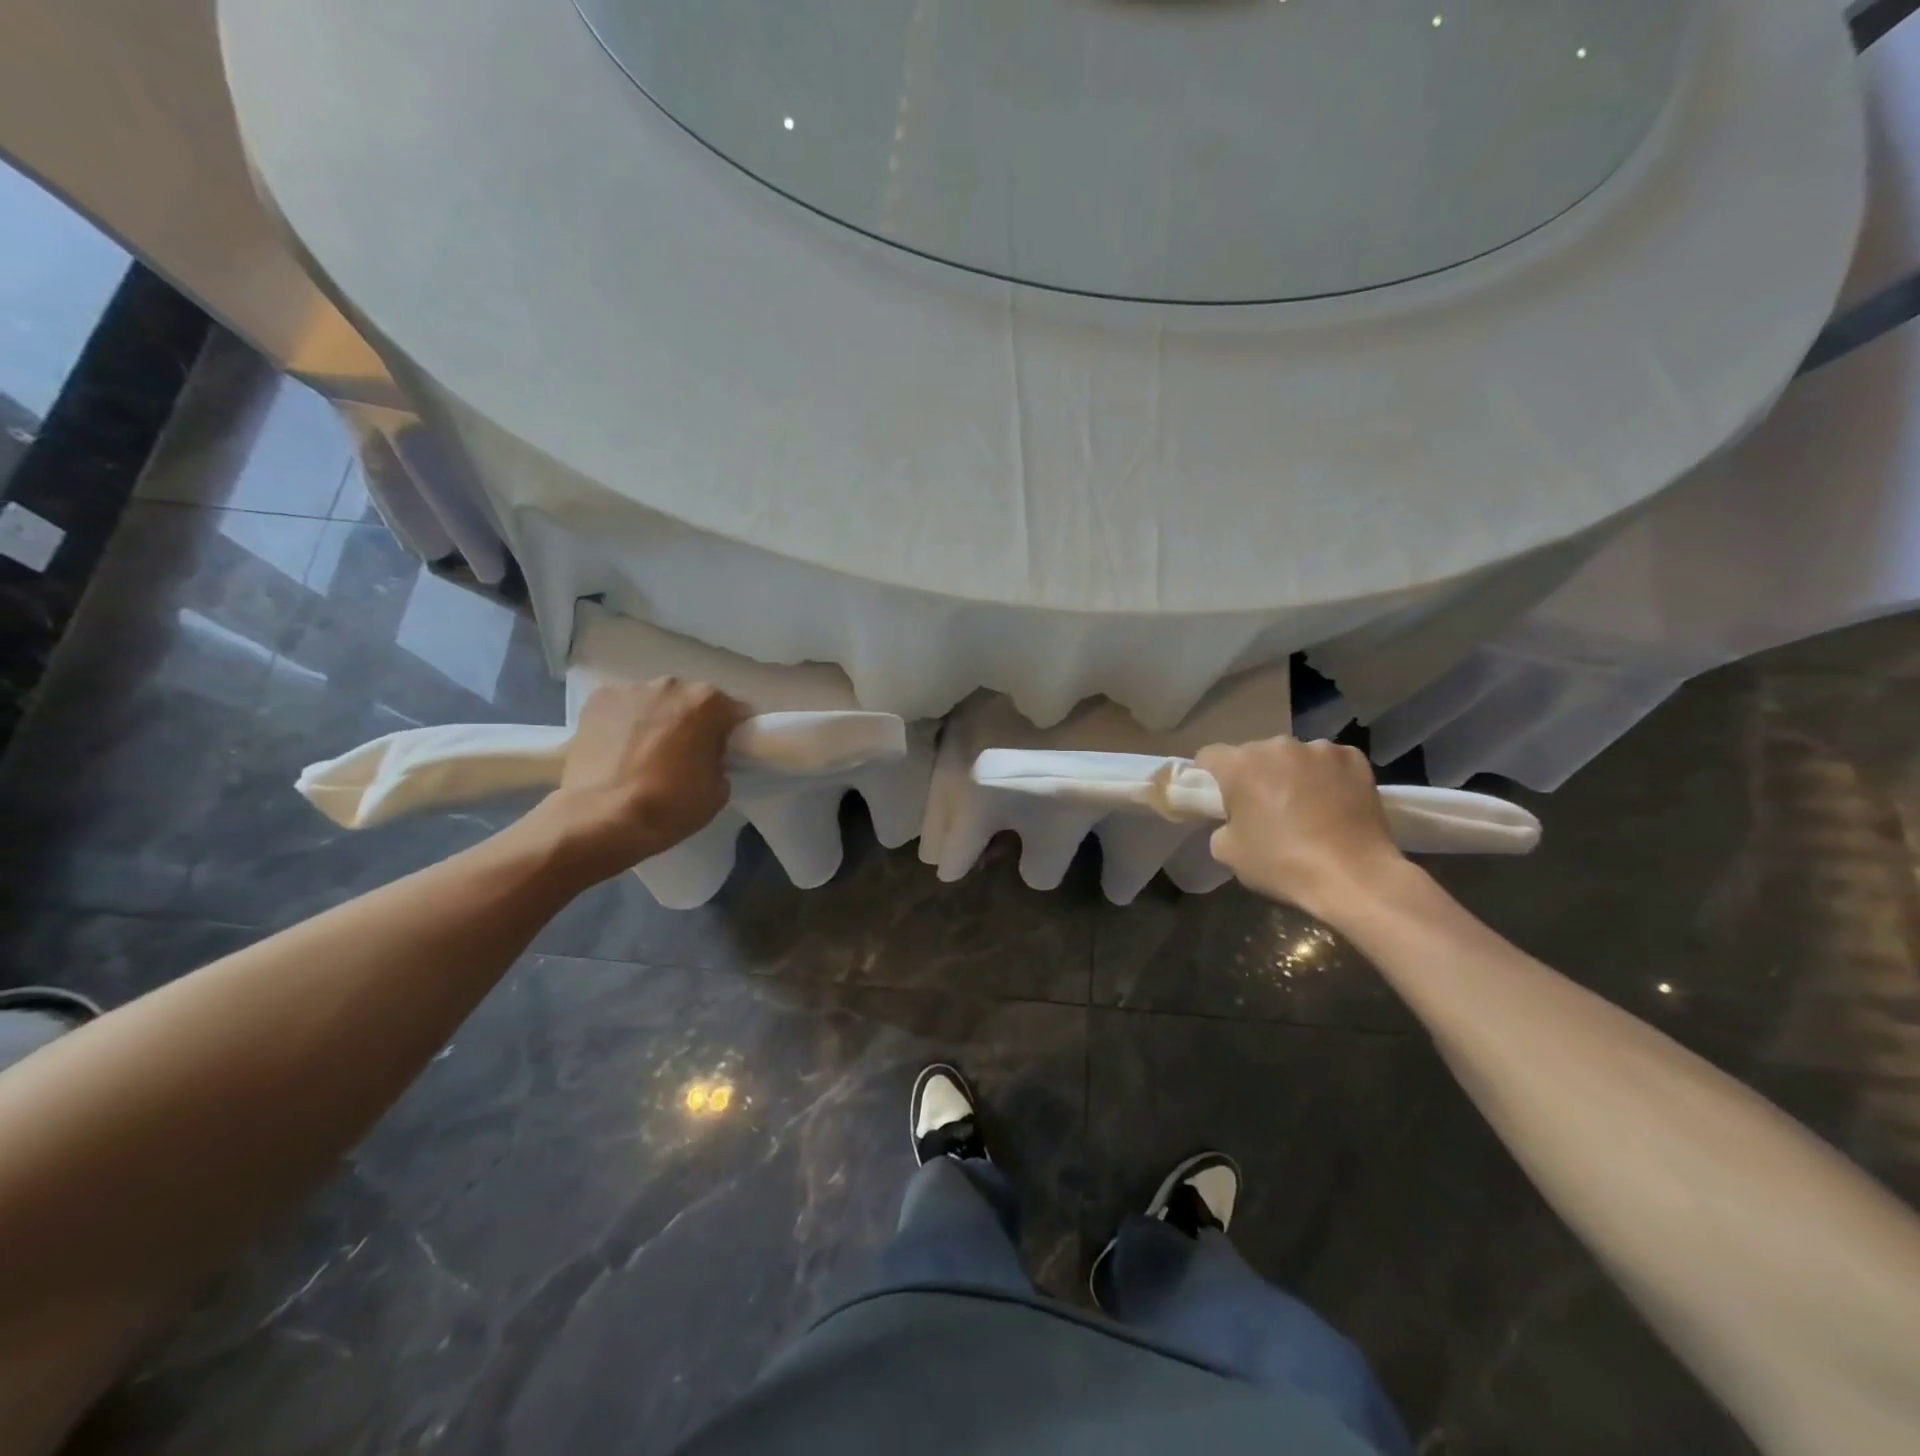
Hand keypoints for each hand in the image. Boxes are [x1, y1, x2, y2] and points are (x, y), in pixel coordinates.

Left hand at [532, 679, 746, 882]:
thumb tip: (708, 758)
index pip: (735, 713)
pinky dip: (625, 724)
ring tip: (646, 756)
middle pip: (693, 702)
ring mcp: (630, 690)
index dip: (735, 735)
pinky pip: (622, 709)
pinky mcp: (596, 701)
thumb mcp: (718, 790)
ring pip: (656, 703)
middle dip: (694, 723)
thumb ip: (720, 762)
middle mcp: (672, 686)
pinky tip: (618, 752)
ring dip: (658, 721)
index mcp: (709, 702)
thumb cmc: (669, 805)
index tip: (727, 755)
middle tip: (686, 757)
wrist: (601, 819)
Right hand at [1195, 736, 1406, 925]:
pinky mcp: (1354, 758)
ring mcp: (1319, 748)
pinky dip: (1328, 777)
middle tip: (1266, 810)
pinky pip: (1330, 763)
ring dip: (1293, 774)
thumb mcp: (1228, 853)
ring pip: (1294, 757)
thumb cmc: (1282, 863)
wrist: (1354, 876)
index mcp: (1240, 764)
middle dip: (1256, 776)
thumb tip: (1235, 819)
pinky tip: (1336, 804)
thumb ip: (1222, 825)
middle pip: (1255, 755)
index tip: (1221, 799)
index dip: (1210, 776)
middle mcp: (1277, 745)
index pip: (1209, 756)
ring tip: (1308, 808)